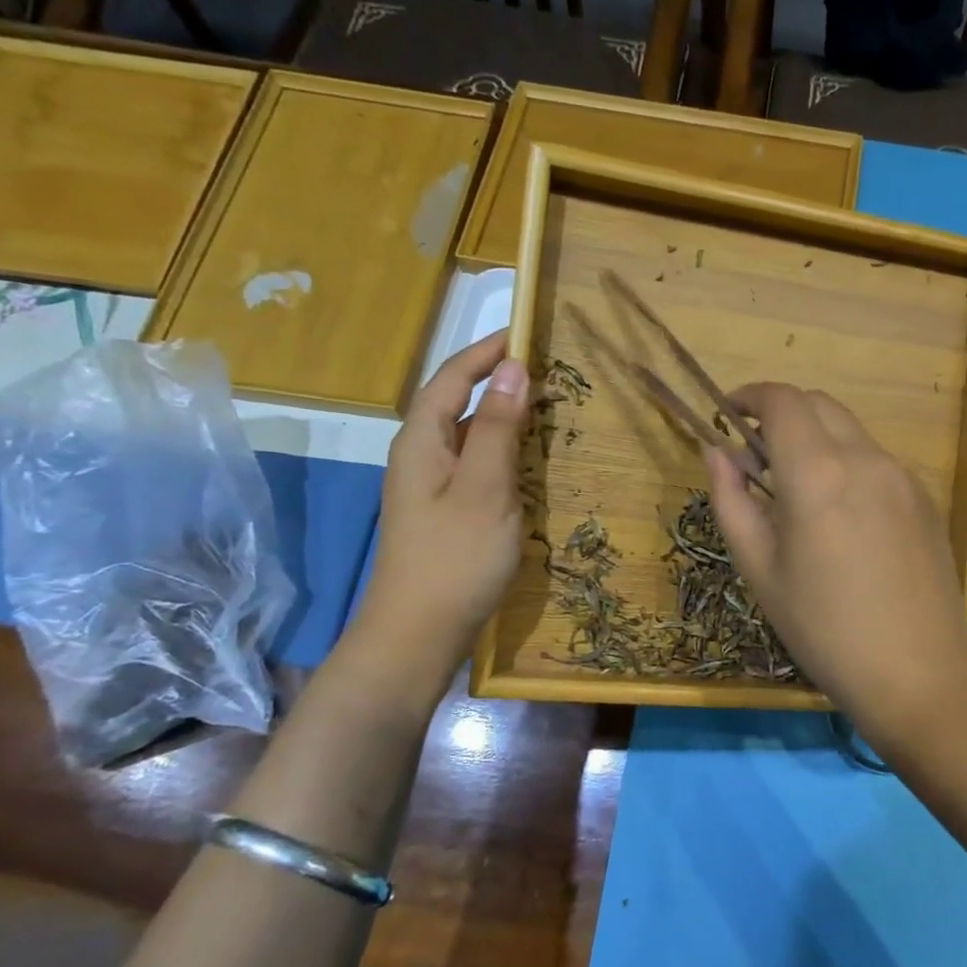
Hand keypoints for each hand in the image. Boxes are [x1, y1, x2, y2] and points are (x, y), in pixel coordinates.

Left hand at [354, 331, 528, 665]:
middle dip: (496, 379)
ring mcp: (430, 487)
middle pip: (456, 401)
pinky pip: (475, 465)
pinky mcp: (445, 513)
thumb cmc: (454, 557)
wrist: (418, 634)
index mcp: (421, 440)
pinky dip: (502, 450)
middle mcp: (420, 456)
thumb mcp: (484, 487)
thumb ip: (497, 427)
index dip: (487, 351)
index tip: (527, 331)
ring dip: (501, 416)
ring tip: (544, 408)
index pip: (453, 376)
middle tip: (547, 371)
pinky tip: (527, 462)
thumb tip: (514, 368)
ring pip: (467, 435)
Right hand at [706, 383, 966, 742]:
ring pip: (850, 431)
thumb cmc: (823, 629)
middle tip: (757, 457)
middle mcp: (866, 459)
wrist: (917, 673)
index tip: (729, 415)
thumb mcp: (760, 570)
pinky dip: (847, 464)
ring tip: (798, 492)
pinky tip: (842, 517)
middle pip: (818, 404)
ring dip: (816, 439)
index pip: (782, 401)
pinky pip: (877, 461)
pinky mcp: (925, 498)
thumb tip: (716, 452)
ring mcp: (903, 476)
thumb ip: (731, 501)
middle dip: (781, 414)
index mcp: (818, 474)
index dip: (750, 397)